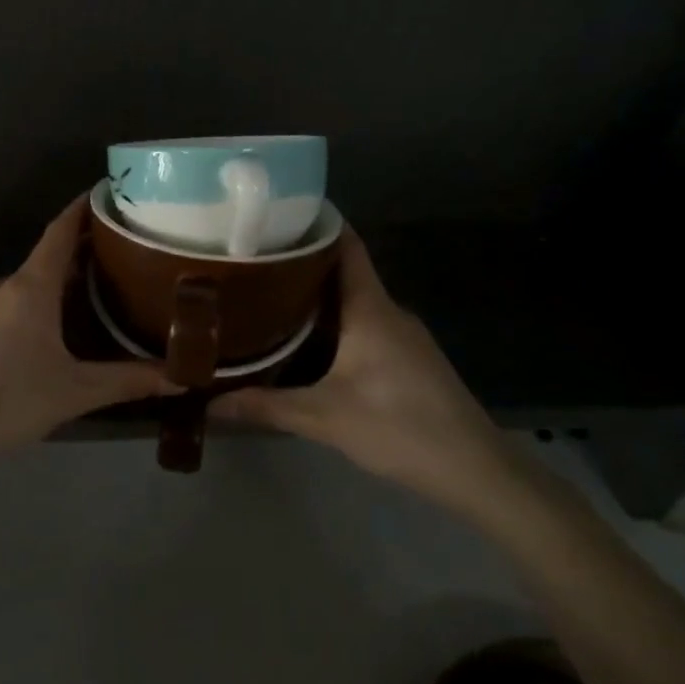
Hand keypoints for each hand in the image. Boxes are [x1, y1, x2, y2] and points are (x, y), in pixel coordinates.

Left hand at [0, 195, 174, 458]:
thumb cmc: (7, 400)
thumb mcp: (75, 392)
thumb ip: (128, 381)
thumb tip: (181, 377)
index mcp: (31, 286)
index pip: (61, 231)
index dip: (84, 208)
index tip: (110, 192)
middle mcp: (6, 285)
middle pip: (51, 256)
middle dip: (87, 250)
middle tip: (129, 252)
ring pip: (33, 282)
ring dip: (66, 280)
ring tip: (105, 290)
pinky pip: (17, 302)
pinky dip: (44, 301)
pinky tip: (63, 327)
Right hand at [212, 229, 516, 513]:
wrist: (474, 469)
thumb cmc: (399, 428)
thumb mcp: (324, 418)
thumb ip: (266, 407)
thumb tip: (210, 403)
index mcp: (371, 309)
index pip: (347, 247)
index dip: (317, 224)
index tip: (277, 214)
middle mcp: (389, 312)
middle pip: (344, 273)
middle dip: (301, 265)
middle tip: (253, 262)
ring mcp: (404, 335)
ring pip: (354, 302)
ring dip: (317, 298)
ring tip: (268, 299)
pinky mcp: (410, 359)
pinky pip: (366, 325)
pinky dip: (335, 323)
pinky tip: (308, 342)